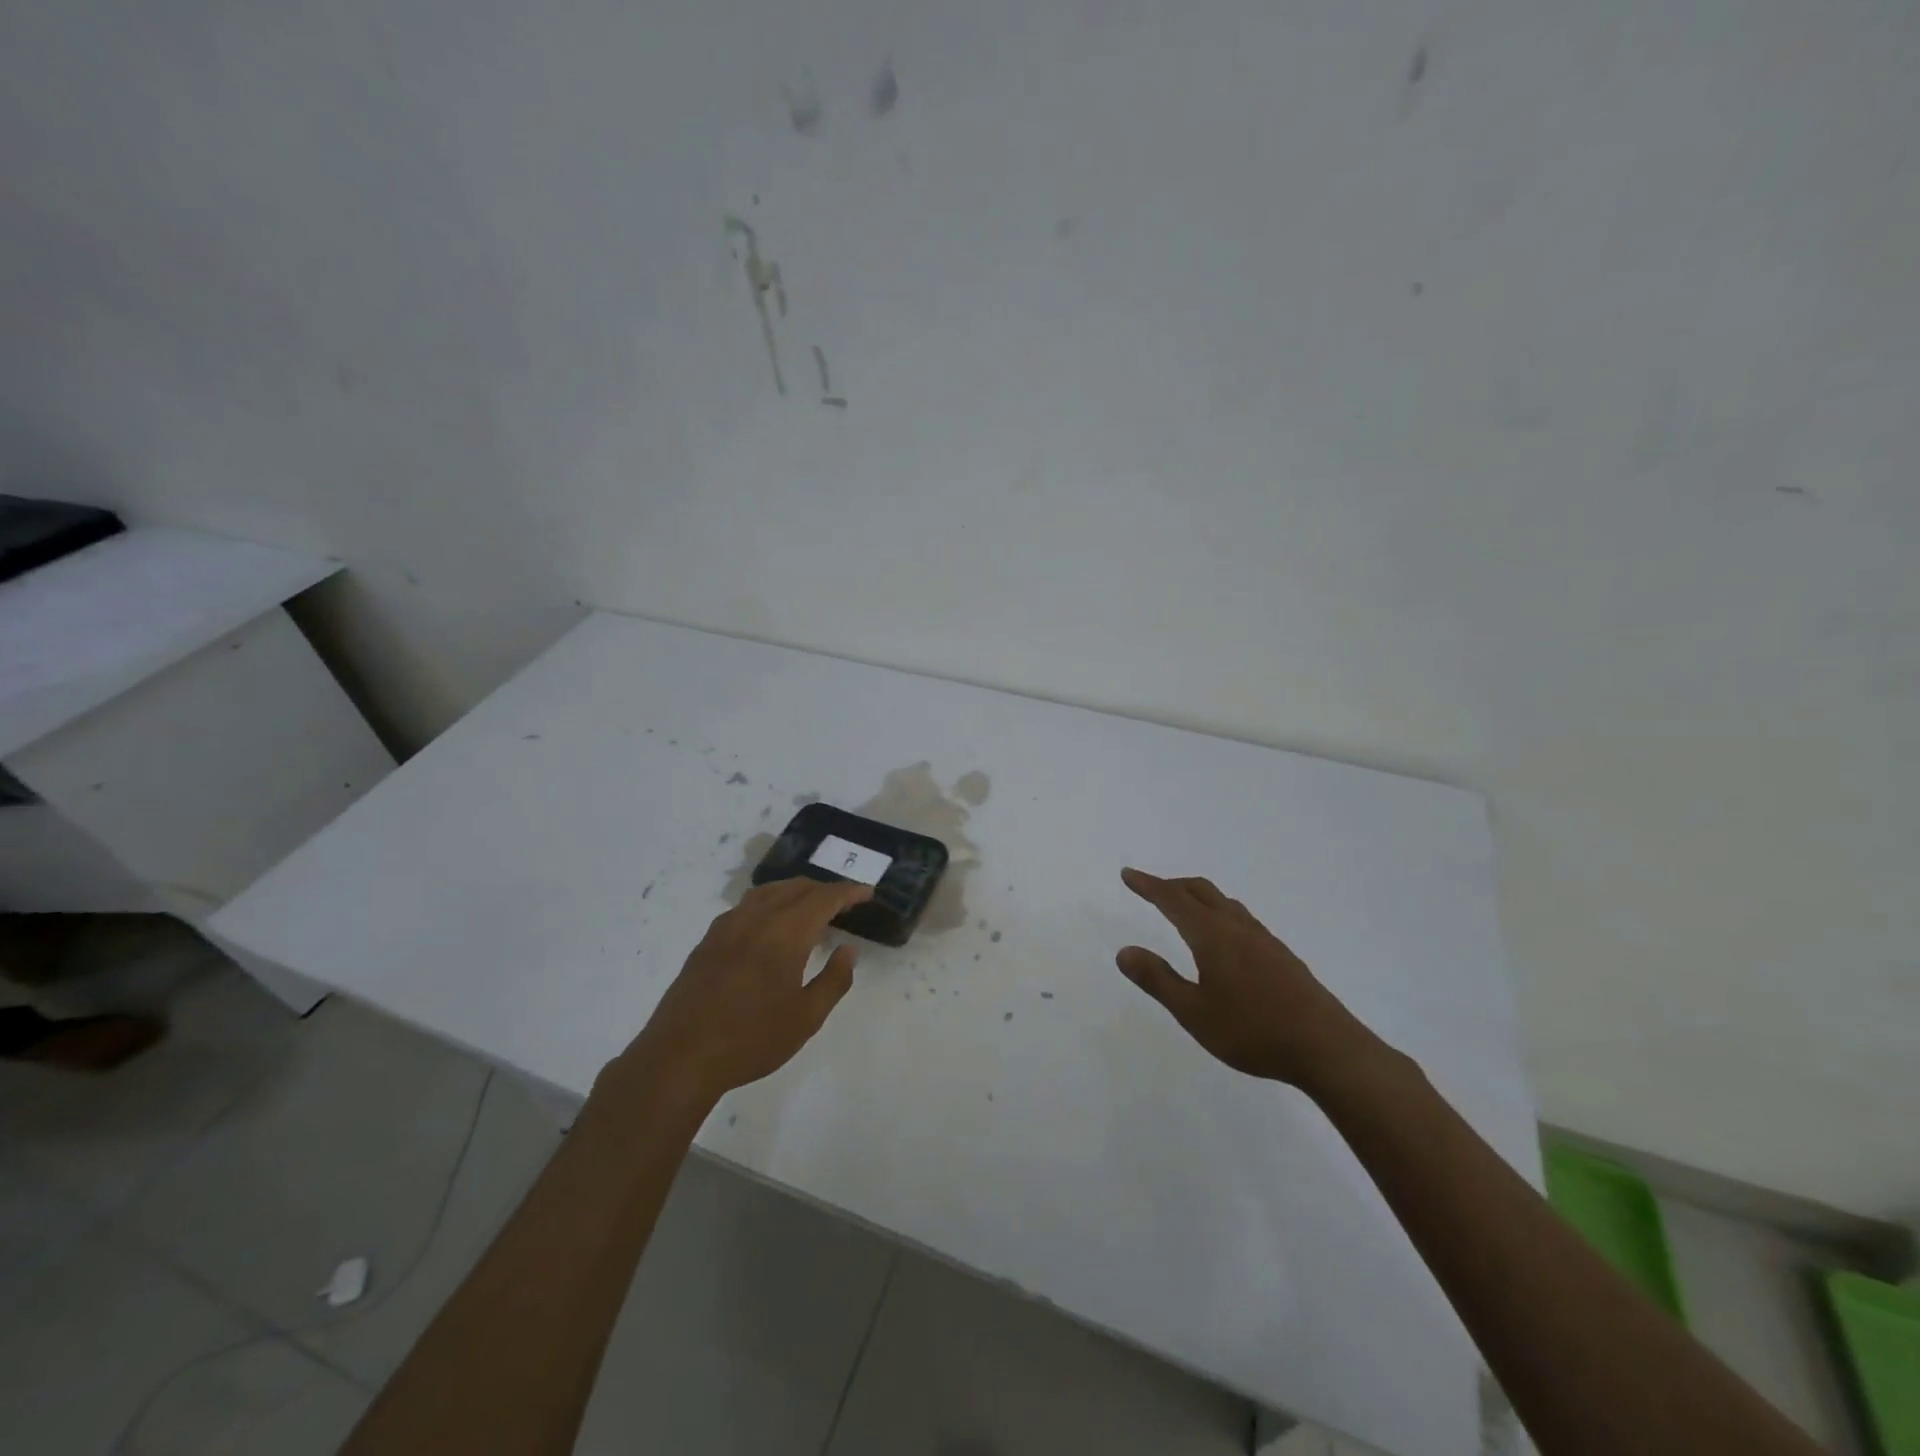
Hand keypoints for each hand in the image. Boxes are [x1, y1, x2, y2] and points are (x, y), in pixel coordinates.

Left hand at [614, 878, 872, 1109]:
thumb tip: (848, 950)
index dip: (848, 892)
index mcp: (785, 933)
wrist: (680, 1058)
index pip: (824, 898)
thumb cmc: (750, 1040)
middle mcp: (756, 919)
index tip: (867, 893)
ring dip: (796, 892)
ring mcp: (727, 927)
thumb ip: (834, 980)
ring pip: (768, 892)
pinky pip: (746, 906)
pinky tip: (770, 924)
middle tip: (844, 903)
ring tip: (811, 908)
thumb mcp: (806, 1018)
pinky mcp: (708, 941)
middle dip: (824, 890)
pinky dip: (769, 902)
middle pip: (796, 888)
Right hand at [1115, 867, 1378, 1089]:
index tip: (1127, 873)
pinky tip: (1224, 940)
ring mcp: (1264, 939)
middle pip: (1200, 891)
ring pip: (1224, 903)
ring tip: (1184, 909)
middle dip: (1172, 885)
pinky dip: (1219, 913)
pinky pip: (1241, 918)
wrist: (1327, 1048)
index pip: (1172, 899)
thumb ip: (1158, 980)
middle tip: (1150, 889)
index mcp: (1212, 935)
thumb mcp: (1193, 1012)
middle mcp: (1237, 927)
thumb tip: (1124, 951)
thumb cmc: (1252, 1030)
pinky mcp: (1281, 955)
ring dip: (1198, 897)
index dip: (1148, 885)